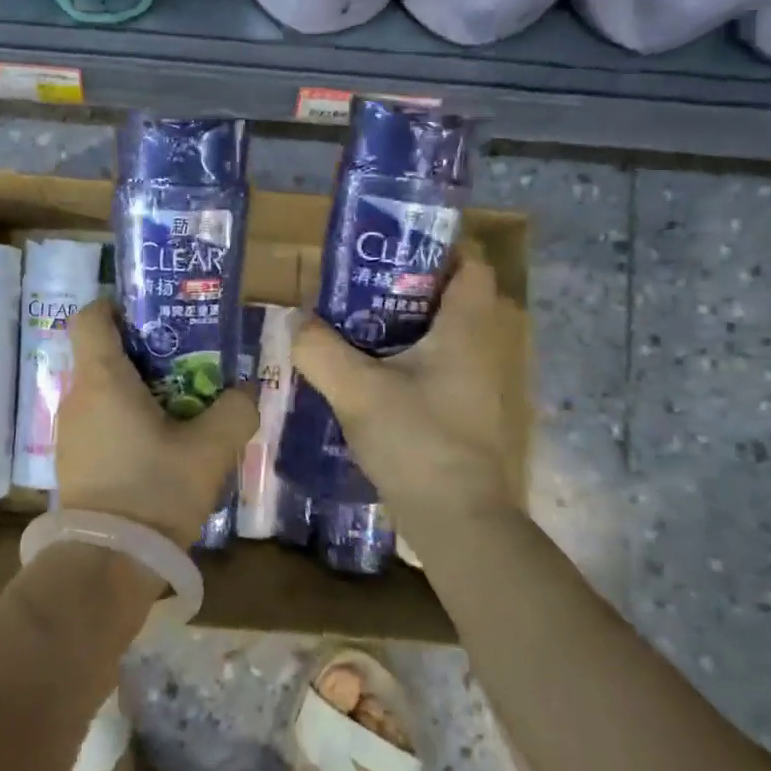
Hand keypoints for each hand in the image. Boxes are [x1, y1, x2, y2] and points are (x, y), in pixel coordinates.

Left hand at [55, 301, 259, 548]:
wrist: (106, 566)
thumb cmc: (154, 492)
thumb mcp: (210, 450)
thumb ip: (235, 411)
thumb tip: (246, 391)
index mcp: (102, 380)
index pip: (90, 316)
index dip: (116, 306)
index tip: (151, 316)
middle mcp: (77, 398)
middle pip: (102, 354)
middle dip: (142, 352)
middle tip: (185, 363)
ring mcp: (69, 433)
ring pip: (102, 392)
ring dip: (136, 391)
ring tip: (179, 407)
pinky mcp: (73, 463)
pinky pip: (99, 423)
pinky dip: (125, 421)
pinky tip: (159, 447)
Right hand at [291, 248, 524, 521]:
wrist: (456, 521)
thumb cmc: (418, 442)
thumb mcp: (358, 391)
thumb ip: (319, 350)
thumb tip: (294, 320)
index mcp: (464, 329)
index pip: (470, 266)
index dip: (436, 249)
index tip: (389, 249)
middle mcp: (476, 349)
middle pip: (445, 298)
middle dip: (400, 287)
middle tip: (353, 286)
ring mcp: (470, 384)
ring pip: (433, 336)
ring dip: (396, 326)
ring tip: (347, 324)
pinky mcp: (457, 412)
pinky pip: (427, 367)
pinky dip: (398, 360)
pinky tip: (360, 372)